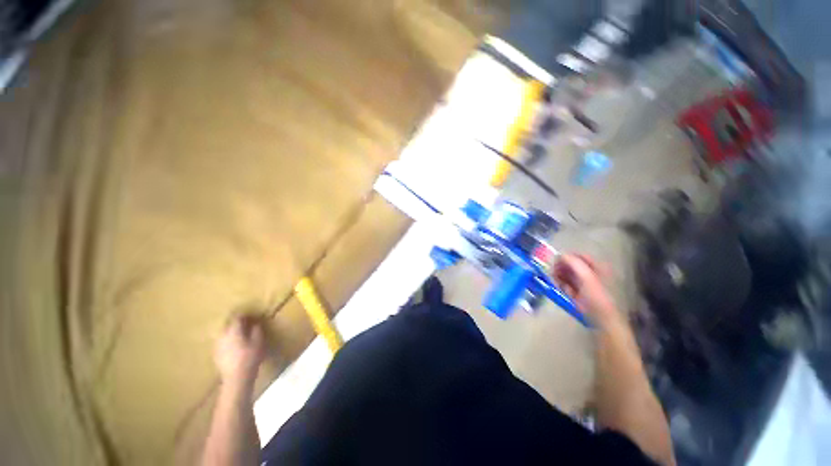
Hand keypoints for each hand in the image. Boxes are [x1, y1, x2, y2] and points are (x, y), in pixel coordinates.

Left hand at [214, 314, 265, 383]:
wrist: (236, 378)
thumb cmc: (250, 357)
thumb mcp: (258, 342)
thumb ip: (256, 330)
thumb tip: (255, 324)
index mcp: (233, 331)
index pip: (236, 318)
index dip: (243, 315)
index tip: (250, 315)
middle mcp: (223, 336)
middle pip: (228, 325)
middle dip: (235, 323)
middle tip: (245, 323)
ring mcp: (217, 345)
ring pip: (223, 333)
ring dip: (231, 331)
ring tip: (239, 334)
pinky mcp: (216, 354)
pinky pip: (222, 342)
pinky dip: (228, 340)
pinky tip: (234, 345)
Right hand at [552, 254, 619, 325]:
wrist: (603, 320)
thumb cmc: (597, 297)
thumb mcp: (586, 276)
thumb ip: (573, 263)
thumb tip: (560, 255)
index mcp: (598, 267)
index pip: (579, 256)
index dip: (566, 257)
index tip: (555, 261)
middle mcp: (591, 274)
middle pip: (572, 265)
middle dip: (561, 267)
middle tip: (551, 271)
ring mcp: (584, 284)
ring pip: (567, 275)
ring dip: (559, 276)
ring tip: (553, 279)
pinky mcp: (578, 294)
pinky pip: (566, 285)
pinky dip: (561, 284)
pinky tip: (557, 286)